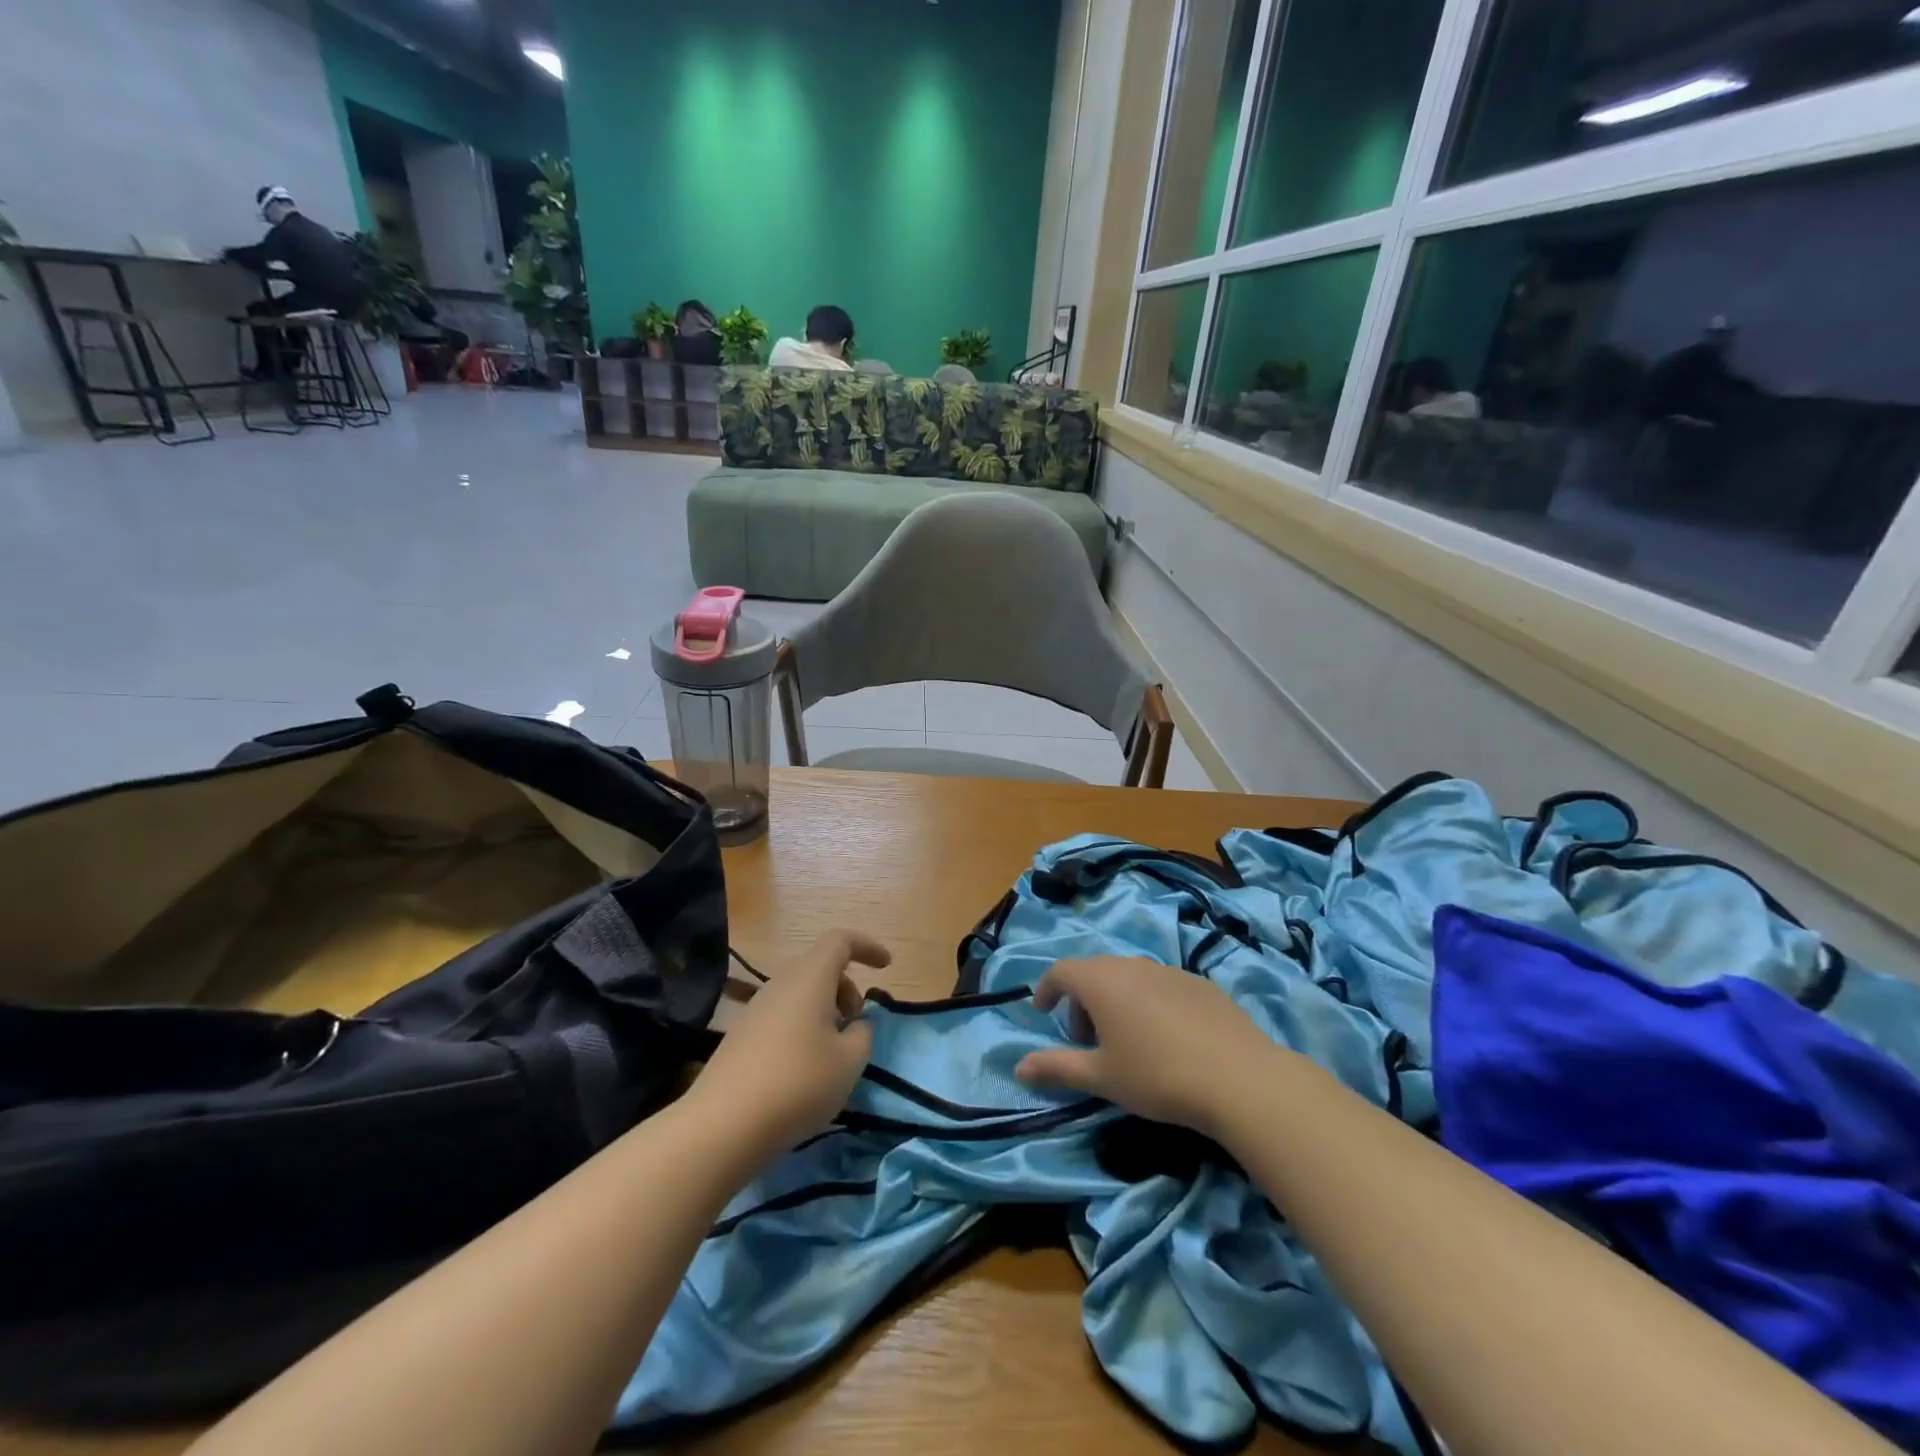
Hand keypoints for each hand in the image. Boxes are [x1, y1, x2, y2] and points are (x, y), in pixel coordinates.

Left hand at [691, 930, 888, 1159]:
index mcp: (810, 979)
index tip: (886, 966)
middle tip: (858, 1023)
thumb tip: (856, 1025)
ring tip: (834, 1050)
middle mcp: (780, 984)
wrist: (723, 1125)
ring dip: (825, 1010)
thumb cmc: (798, 1084)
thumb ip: (862, 1035)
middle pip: (820, 967)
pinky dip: (803, 1027)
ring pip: (800, 993)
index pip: (840, 941)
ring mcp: (756, 1009)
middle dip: (847, 987)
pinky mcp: (741, 1036)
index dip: (867, 947)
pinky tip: (804, 1068)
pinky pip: (782, 1015)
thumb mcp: (849, 1062)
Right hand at [1015, 956, 1283, 1136]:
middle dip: (1081, 1001)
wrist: (1240, 1078)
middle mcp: (1131, 964)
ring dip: (1115, 1001)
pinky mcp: (1199, 982)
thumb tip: (1019, 1067)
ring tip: (1126, 1041)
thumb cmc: (1158, 1076)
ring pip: (1128, 976)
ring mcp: (1168, 969)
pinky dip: (1147, 1002)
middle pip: (1094, 973)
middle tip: (1087, 1040)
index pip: (1060, 971)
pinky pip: (1159, 984)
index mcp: (1101, 981)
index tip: (1043, 1013)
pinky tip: (1166, 1039)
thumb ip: (1057, 1068)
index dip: (1046, 990)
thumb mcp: (1101, 1078)